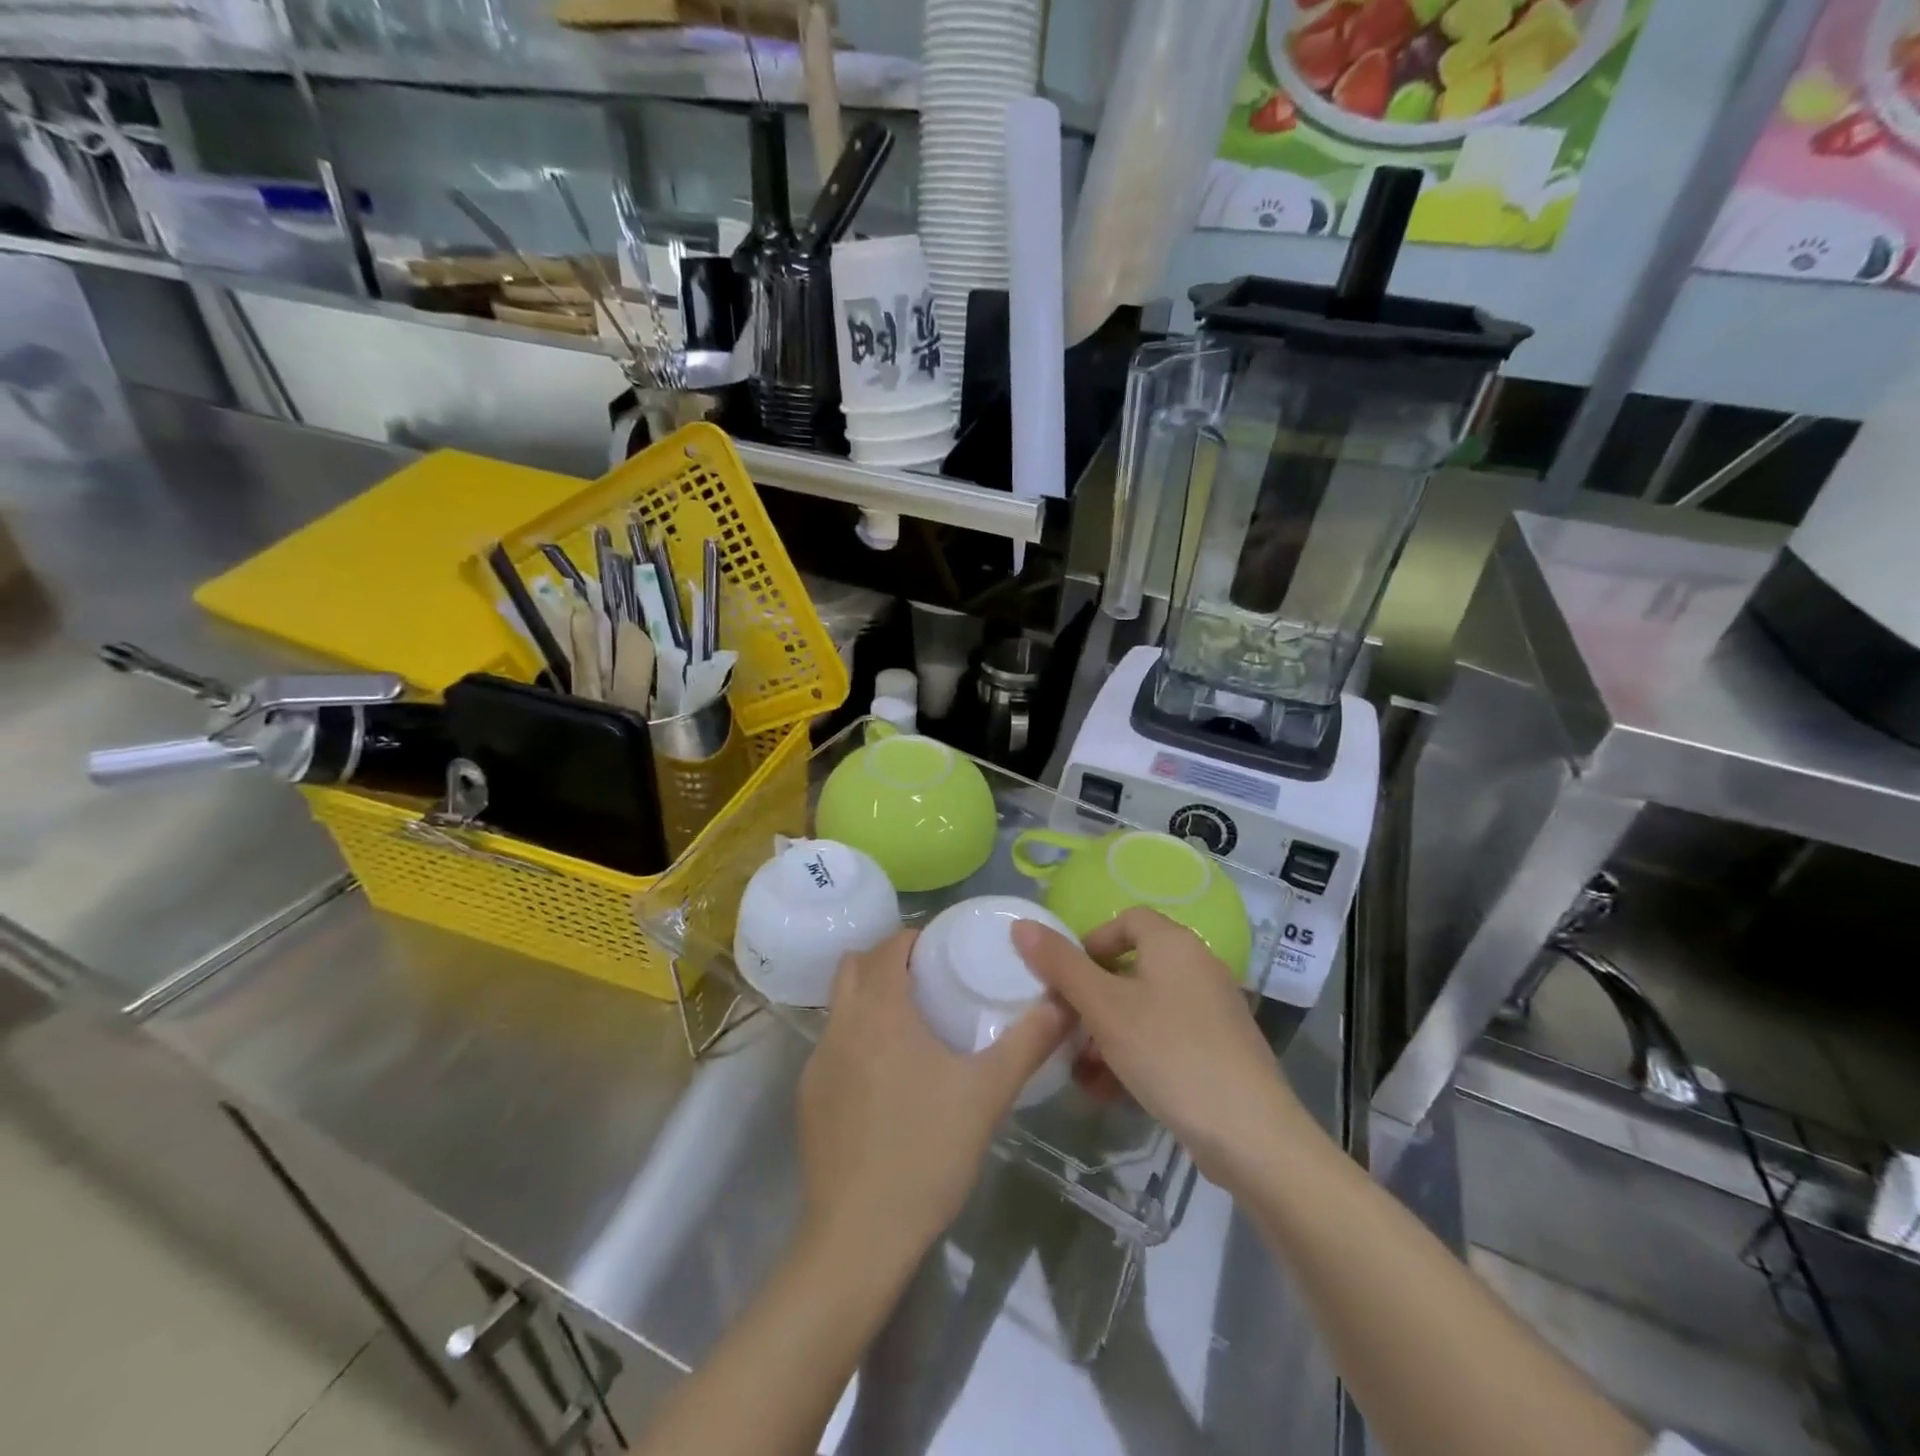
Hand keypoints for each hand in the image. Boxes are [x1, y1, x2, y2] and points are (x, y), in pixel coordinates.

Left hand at [797, 929, 1073, 1264]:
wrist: (858, 1237)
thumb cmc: (926, 1151)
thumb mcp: (987, 1093)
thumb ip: (1027, 1041)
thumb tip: (1063, 1001)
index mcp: (879, 1010)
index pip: (888, 946)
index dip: (914, 939)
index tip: (944, 951)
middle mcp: (840, 1024)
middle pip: (854, 966)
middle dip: (887, 961)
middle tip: (927, 981)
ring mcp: (817, 1062)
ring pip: (840, 1006)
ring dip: (869, 1000)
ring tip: (911, 1026)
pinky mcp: (807, 1097)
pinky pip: (832, 1046)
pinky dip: (857, 1040)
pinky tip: (886, 1080)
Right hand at [1012, 909, 1311, 1192]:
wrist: (1251, 1134)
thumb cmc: (1170, 1053)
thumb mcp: (1104, 1008)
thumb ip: (1061, 966)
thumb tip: (1021, 924)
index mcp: (1173, 944)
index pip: (1126, 919)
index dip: (1091, 942)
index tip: (1066, 980)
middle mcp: (1198, 967)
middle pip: (1132, 967)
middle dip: (1092, 999)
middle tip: (1066, 1029)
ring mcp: (1212, 1010)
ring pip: (1145, 1008)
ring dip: (1108, 1034)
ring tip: (1082, 1070)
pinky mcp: (1219, 1049)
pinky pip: (1165, 1037)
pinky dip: (1136, 1054)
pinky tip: (1111, 1091)